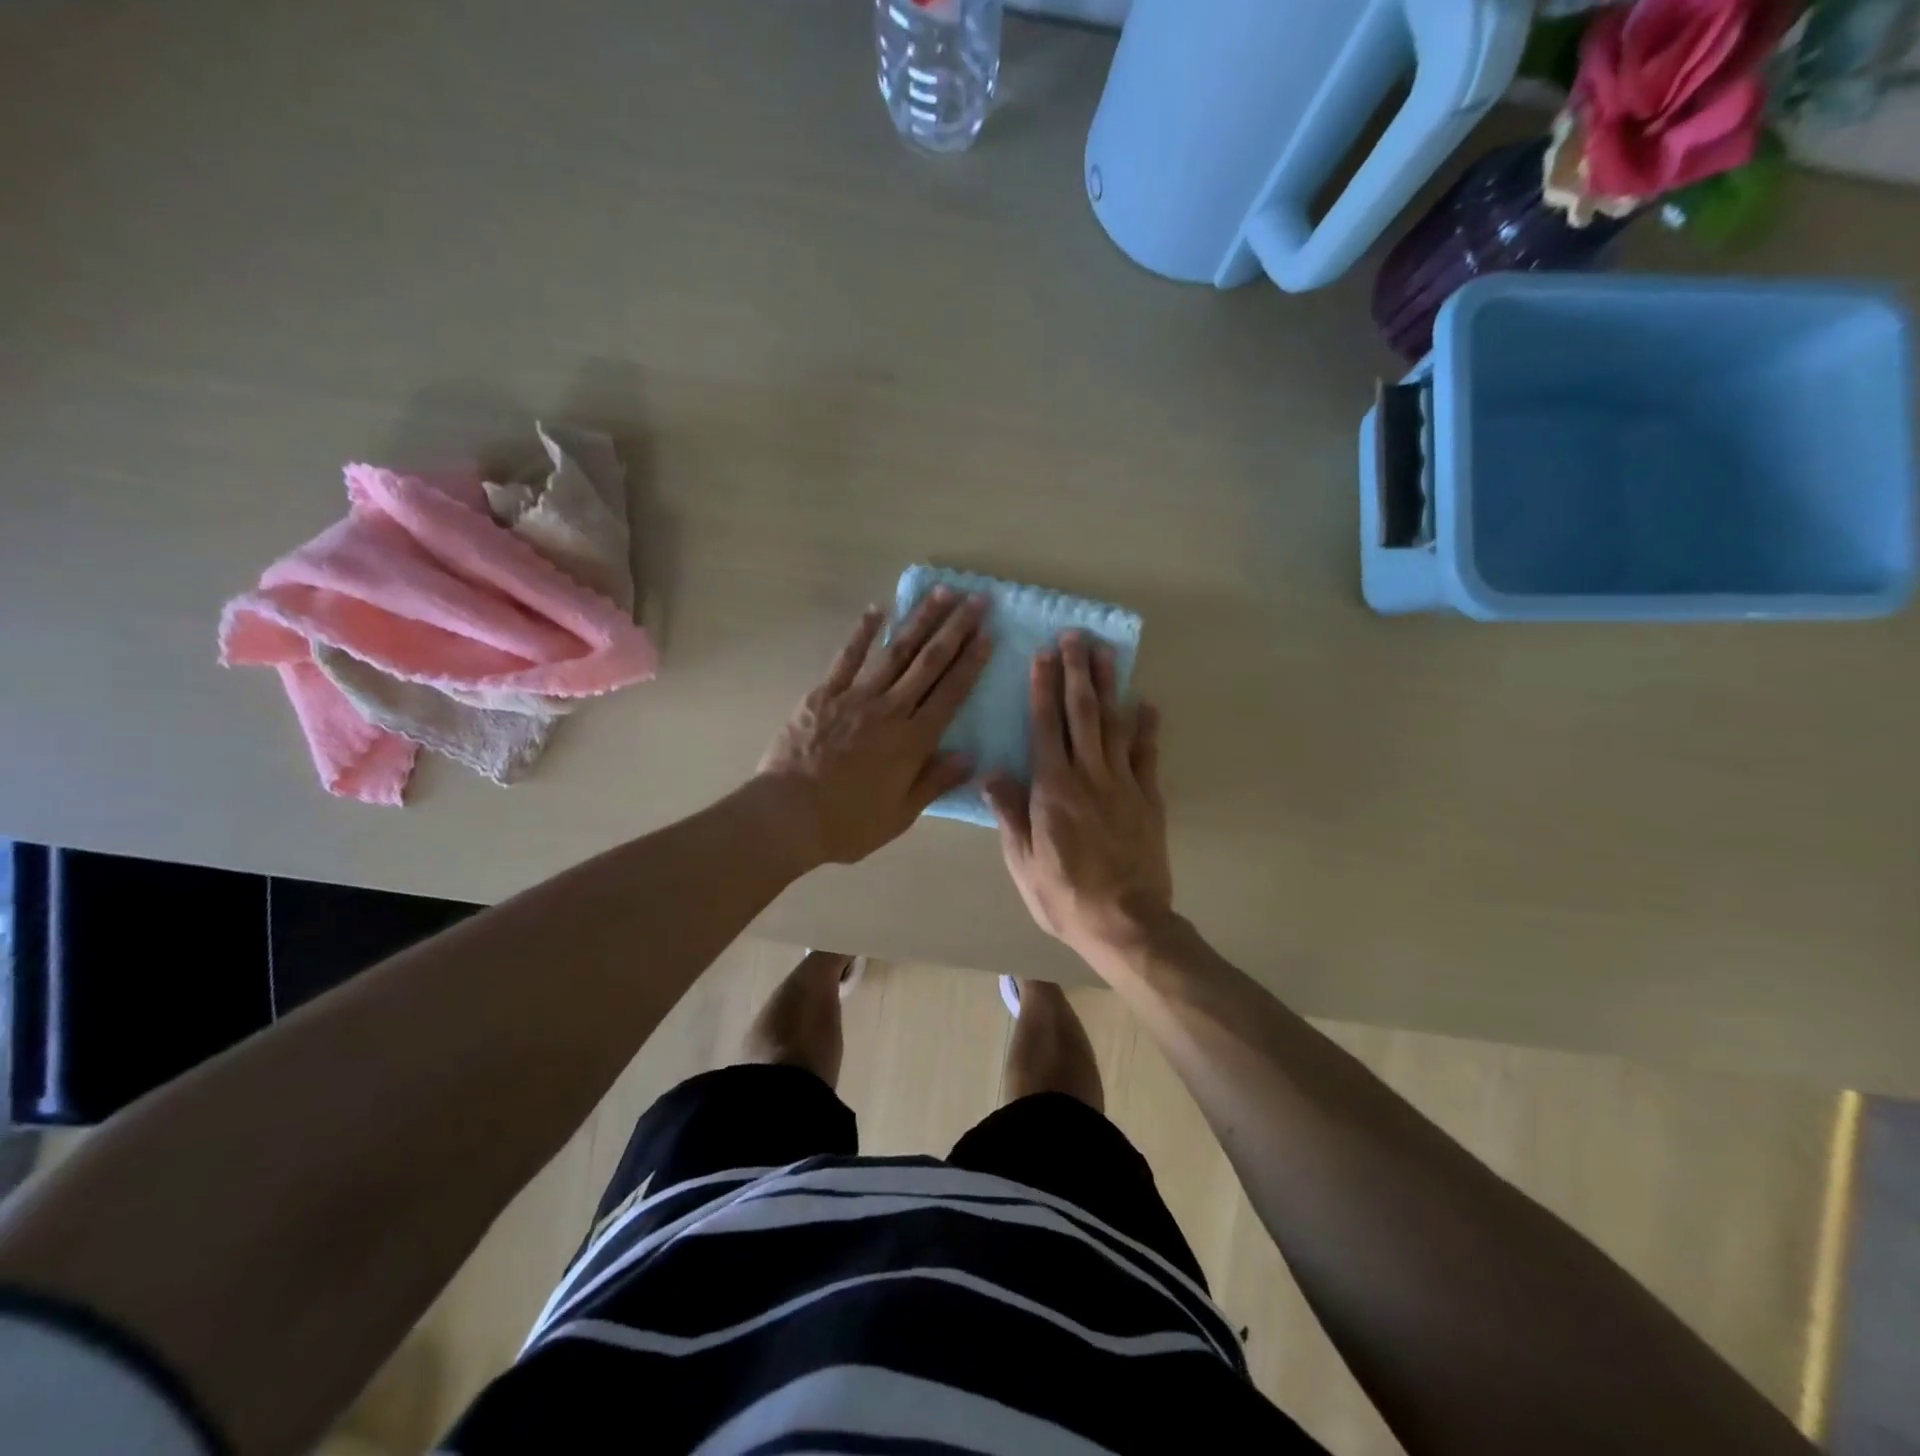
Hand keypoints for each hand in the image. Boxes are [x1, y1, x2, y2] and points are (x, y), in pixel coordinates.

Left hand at [758, 590, 989, 866]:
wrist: (789, 815)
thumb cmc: (848, 823)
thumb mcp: (901, 814)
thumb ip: (935, 781)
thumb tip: (970, 755)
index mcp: (913, 741)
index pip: (951, 693)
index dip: (972, 662)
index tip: (989, 634)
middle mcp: (890, 710)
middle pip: (930, 662)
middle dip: (956, 629)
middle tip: (977, 600)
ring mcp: (856, 696)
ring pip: (896, 651)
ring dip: (921, 620)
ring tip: (942, 593)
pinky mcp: (825, 693)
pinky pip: (847, 657)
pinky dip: (863, 632)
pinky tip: (878, 609)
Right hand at [983, 631, 1173, 960]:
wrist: (1126, 922)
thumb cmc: (1064, 895)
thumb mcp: (1022, 860)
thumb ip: (1009, 812)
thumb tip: (991, 772)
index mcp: (1052, 788)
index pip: (1045, 726)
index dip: (1043, 688)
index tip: (1042, 655)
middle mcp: (1088, 775)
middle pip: (1082, 713)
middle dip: (1077, 672)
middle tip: (1075, 636)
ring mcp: (1123, 784)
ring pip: (1114, 724)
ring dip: (1109, 686)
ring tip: (1106, 652)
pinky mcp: (1148, 798)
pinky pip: (1147, 754)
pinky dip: (1147, 726)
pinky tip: (1146, 702)